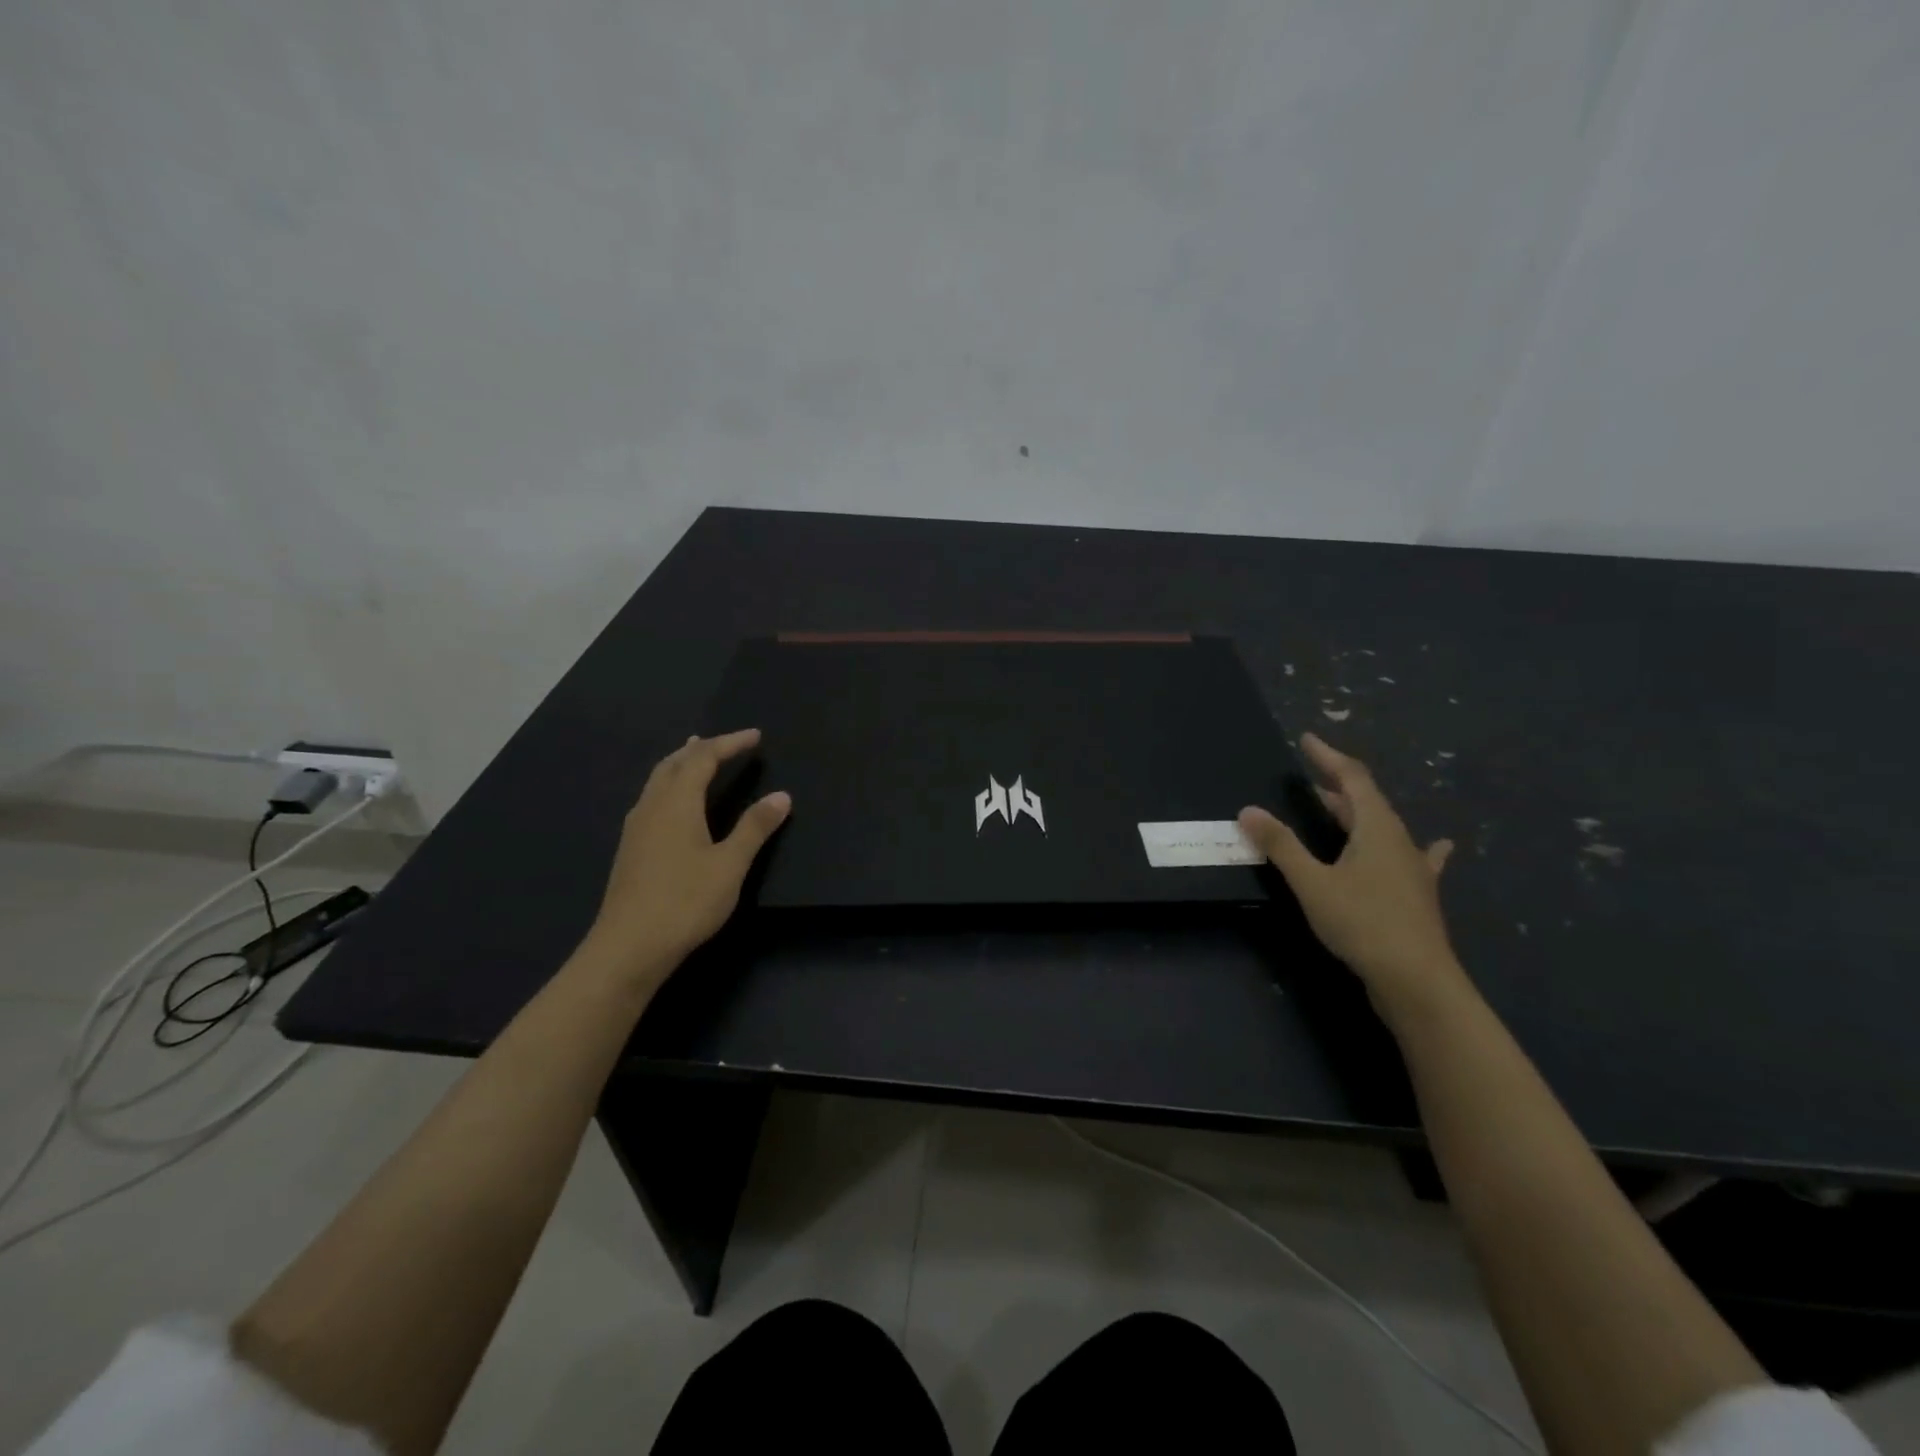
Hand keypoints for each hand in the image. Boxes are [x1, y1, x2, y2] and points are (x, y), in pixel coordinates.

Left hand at [579, 729, 790, 984]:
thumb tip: (781, 795)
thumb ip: (754, 827)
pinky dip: (670, 784)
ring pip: (658, 780)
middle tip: (727, 742)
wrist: (628, 948)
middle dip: (702, 748)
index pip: (703, 758)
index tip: (755, 736)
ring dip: (681, 763)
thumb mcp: (729, 865)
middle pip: (674, 763)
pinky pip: (652, 798)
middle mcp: (652, 806)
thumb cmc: (685, 902)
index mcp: (676, 803)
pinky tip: (676, 803)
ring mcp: (636, 828)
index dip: (730, 743)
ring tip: (697, 756)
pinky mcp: (631, 848)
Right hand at [1239, 734, 1464, 1013]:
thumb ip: (1281, 845)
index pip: (1352, 778)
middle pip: (1368, 801)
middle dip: (1336, 786)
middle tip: (1308, 777)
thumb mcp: (1312, 883)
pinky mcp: (1416, 895)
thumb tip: (1248, 811)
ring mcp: (1412, 869)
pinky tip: (1439, 848)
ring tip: (1336, 805)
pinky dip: (1412, 847)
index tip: (1307, 740)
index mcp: (1377, 828)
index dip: (1328, 757)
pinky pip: (1412, 858)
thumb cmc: (1363, 923)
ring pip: (1382, 828)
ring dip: (1356, 813)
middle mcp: (1399, 841)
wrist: (1417, 981)